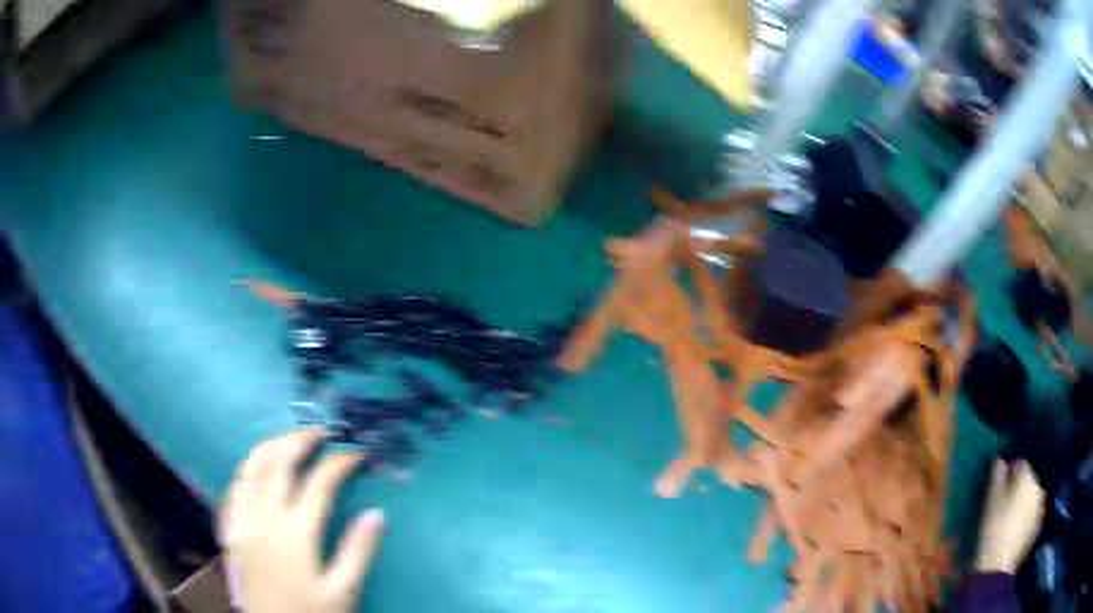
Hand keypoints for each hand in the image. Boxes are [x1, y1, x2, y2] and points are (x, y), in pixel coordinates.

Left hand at [219, 429, 385, 612]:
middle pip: (279, 462)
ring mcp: (242, 520)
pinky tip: (257, 469)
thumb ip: (358, 551)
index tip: (357, 453)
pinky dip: (247, 469)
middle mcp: (264, 517)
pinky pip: (233, 486)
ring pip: (251, 467)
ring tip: (290, 440)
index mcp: (296, 533)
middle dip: (301, 439)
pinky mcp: (230, 529)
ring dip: (271, 446)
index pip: (320, 483)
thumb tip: (376, 513)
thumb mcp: (343, 591)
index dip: (340, 462)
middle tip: (322, 432)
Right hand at [974, 459, 1044, 573]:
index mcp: (1028, 477)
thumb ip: (997, 477)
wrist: (998, 567)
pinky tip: (1018, 529)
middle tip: (1006, 504)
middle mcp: (1039, 486)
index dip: (1010, 473)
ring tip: (1012, 518)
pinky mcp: (1039, 524)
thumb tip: (1000, 460)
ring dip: (1025, 503)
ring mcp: (1041, 506)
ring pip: (1033, 498)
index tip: (1000, 486)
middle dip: (1019, 488)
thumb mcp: (991, 502)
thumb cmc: (993, 530)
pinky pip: (1034, 513)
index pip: (1021, 464)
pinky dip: (1027, 517)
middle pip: (1029, 481)